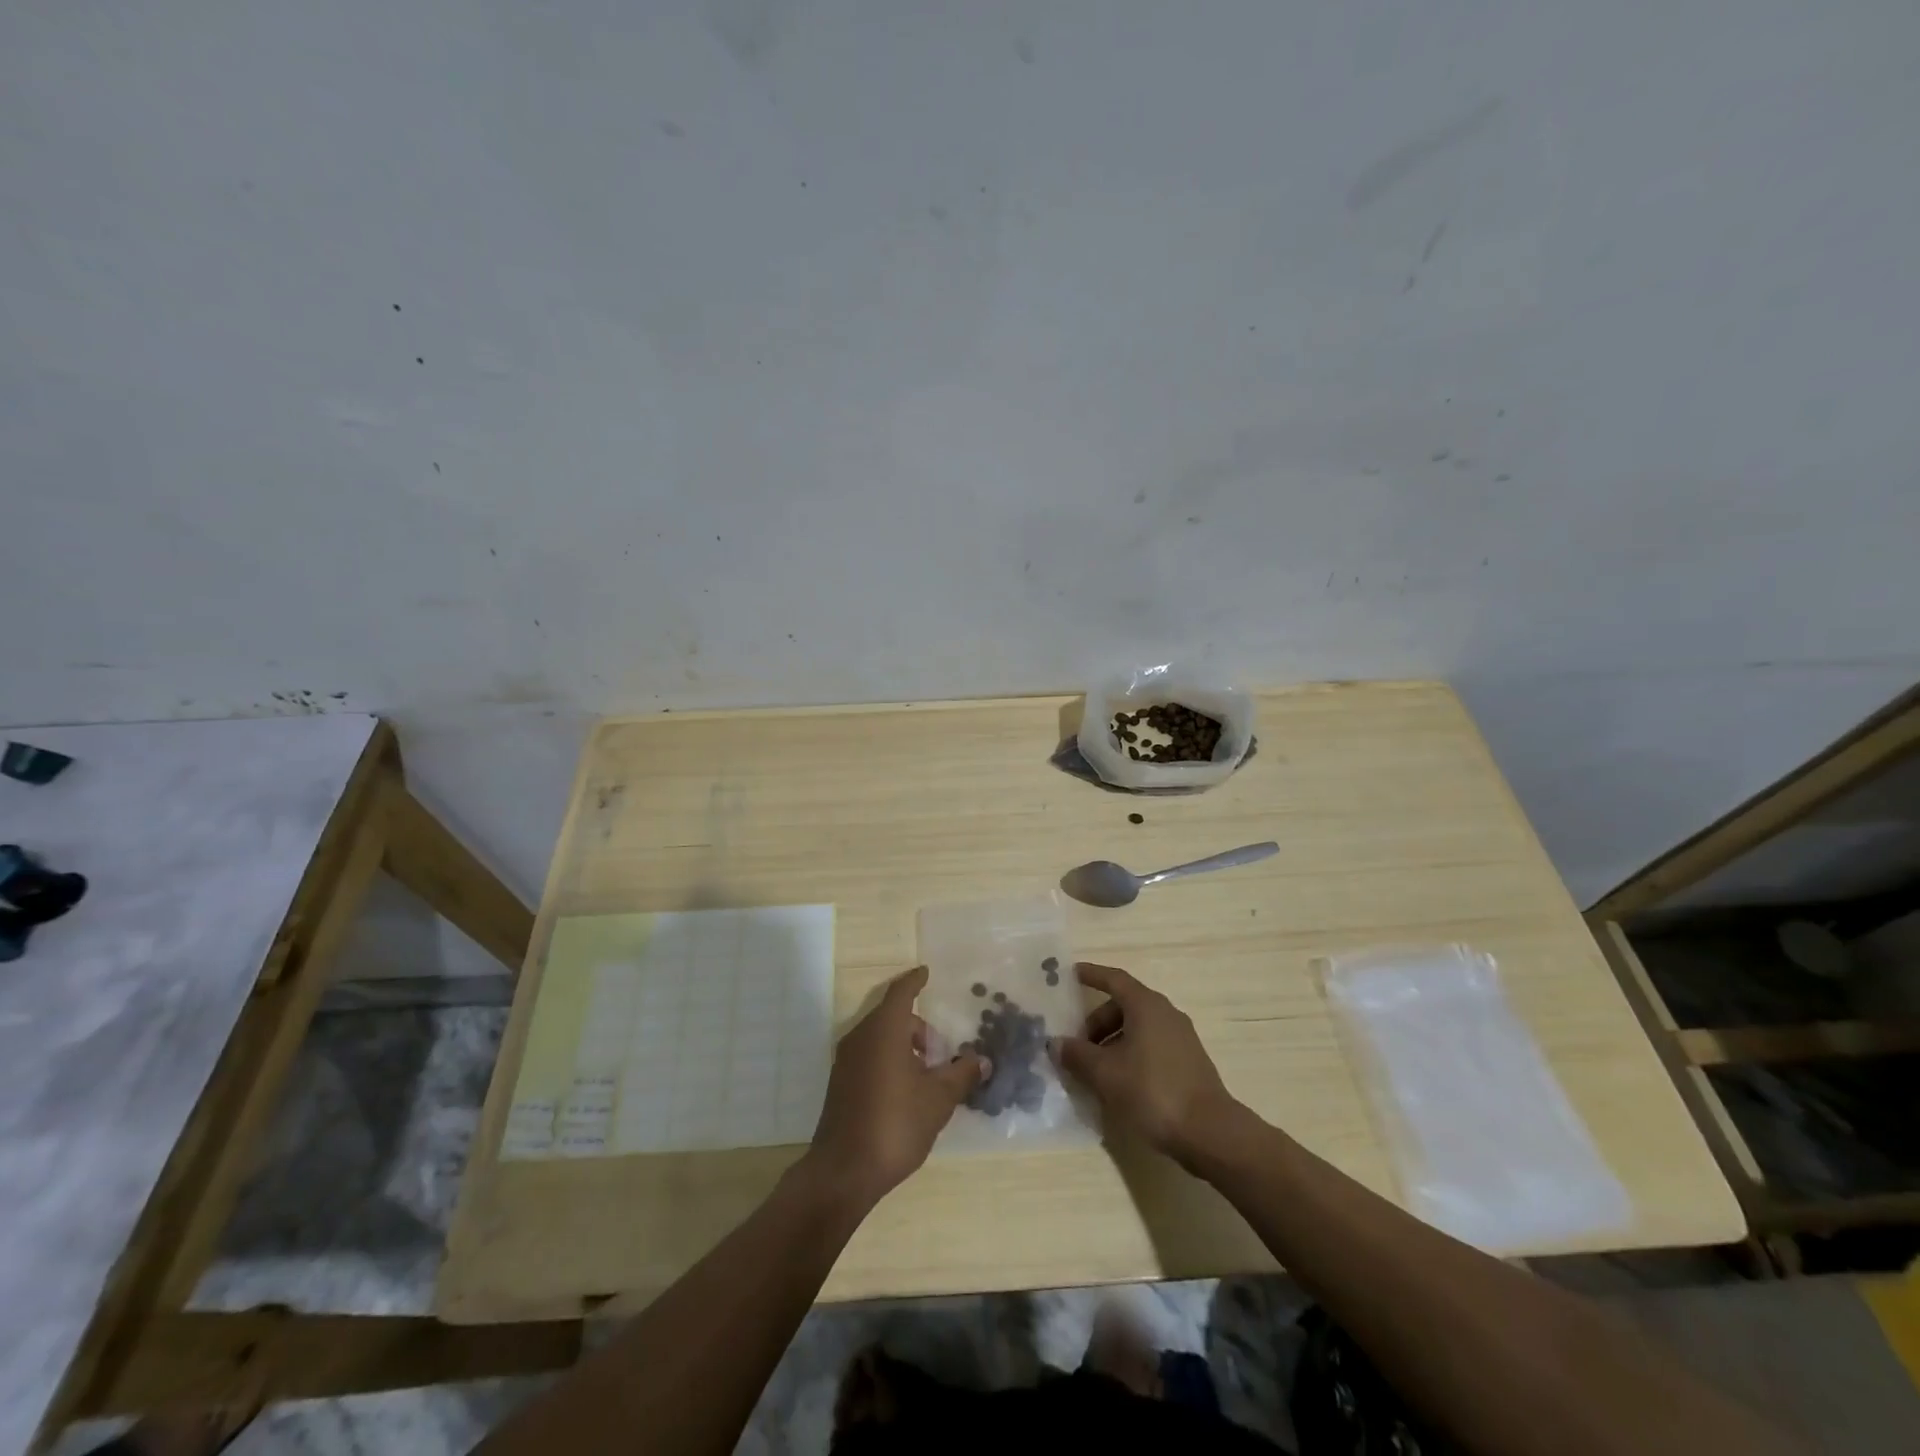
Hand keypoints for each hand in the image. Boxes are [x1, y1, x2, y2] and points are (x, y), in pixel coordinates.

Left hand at [803, 966, 987, 1208]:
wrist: (843, 1172)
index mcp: (883, 1030)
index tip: (926, 973)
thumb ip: (961, 1074)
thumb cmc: (895, 1124)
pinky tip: (908, 1093)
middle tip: (943, 1054)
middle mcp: (860, 1037)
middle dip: (920, 1029)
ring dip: (906, 1047)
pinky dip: (891, 1061)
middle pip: (893, 1017)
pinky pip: (870, 1057)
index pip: (901, 992)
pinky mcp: (840, 1084)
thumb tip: (981, 1060)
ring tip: (929, 1078)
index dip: (915, 981)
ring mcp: (846, 1061)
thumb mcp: (938, 1099)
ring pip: (881, 1038)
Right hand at [1052, 963, 1240, 1166]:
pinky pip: (1151, 1046)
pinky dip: (1130, 1054)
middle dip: (1096, 1022)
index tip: (1070, 974)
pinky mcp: (1188, 1062)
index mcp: (1146, 1005)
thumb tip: (1056, 1043)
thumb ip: (1077, 1055)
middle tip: (1077, 1046)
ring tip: (1094, 1070)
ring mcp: (1181, 1038)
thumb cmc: (1153, 1092)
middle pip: (1123, 1005)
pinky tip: (1119, 1083)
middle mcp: (1165, 1013)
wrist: (1210, 1133)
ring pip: (1138, 1028)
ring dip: (1112, 1042)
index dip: (1091, 975)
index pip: (1113, 979)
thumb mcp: (1106, 1074)